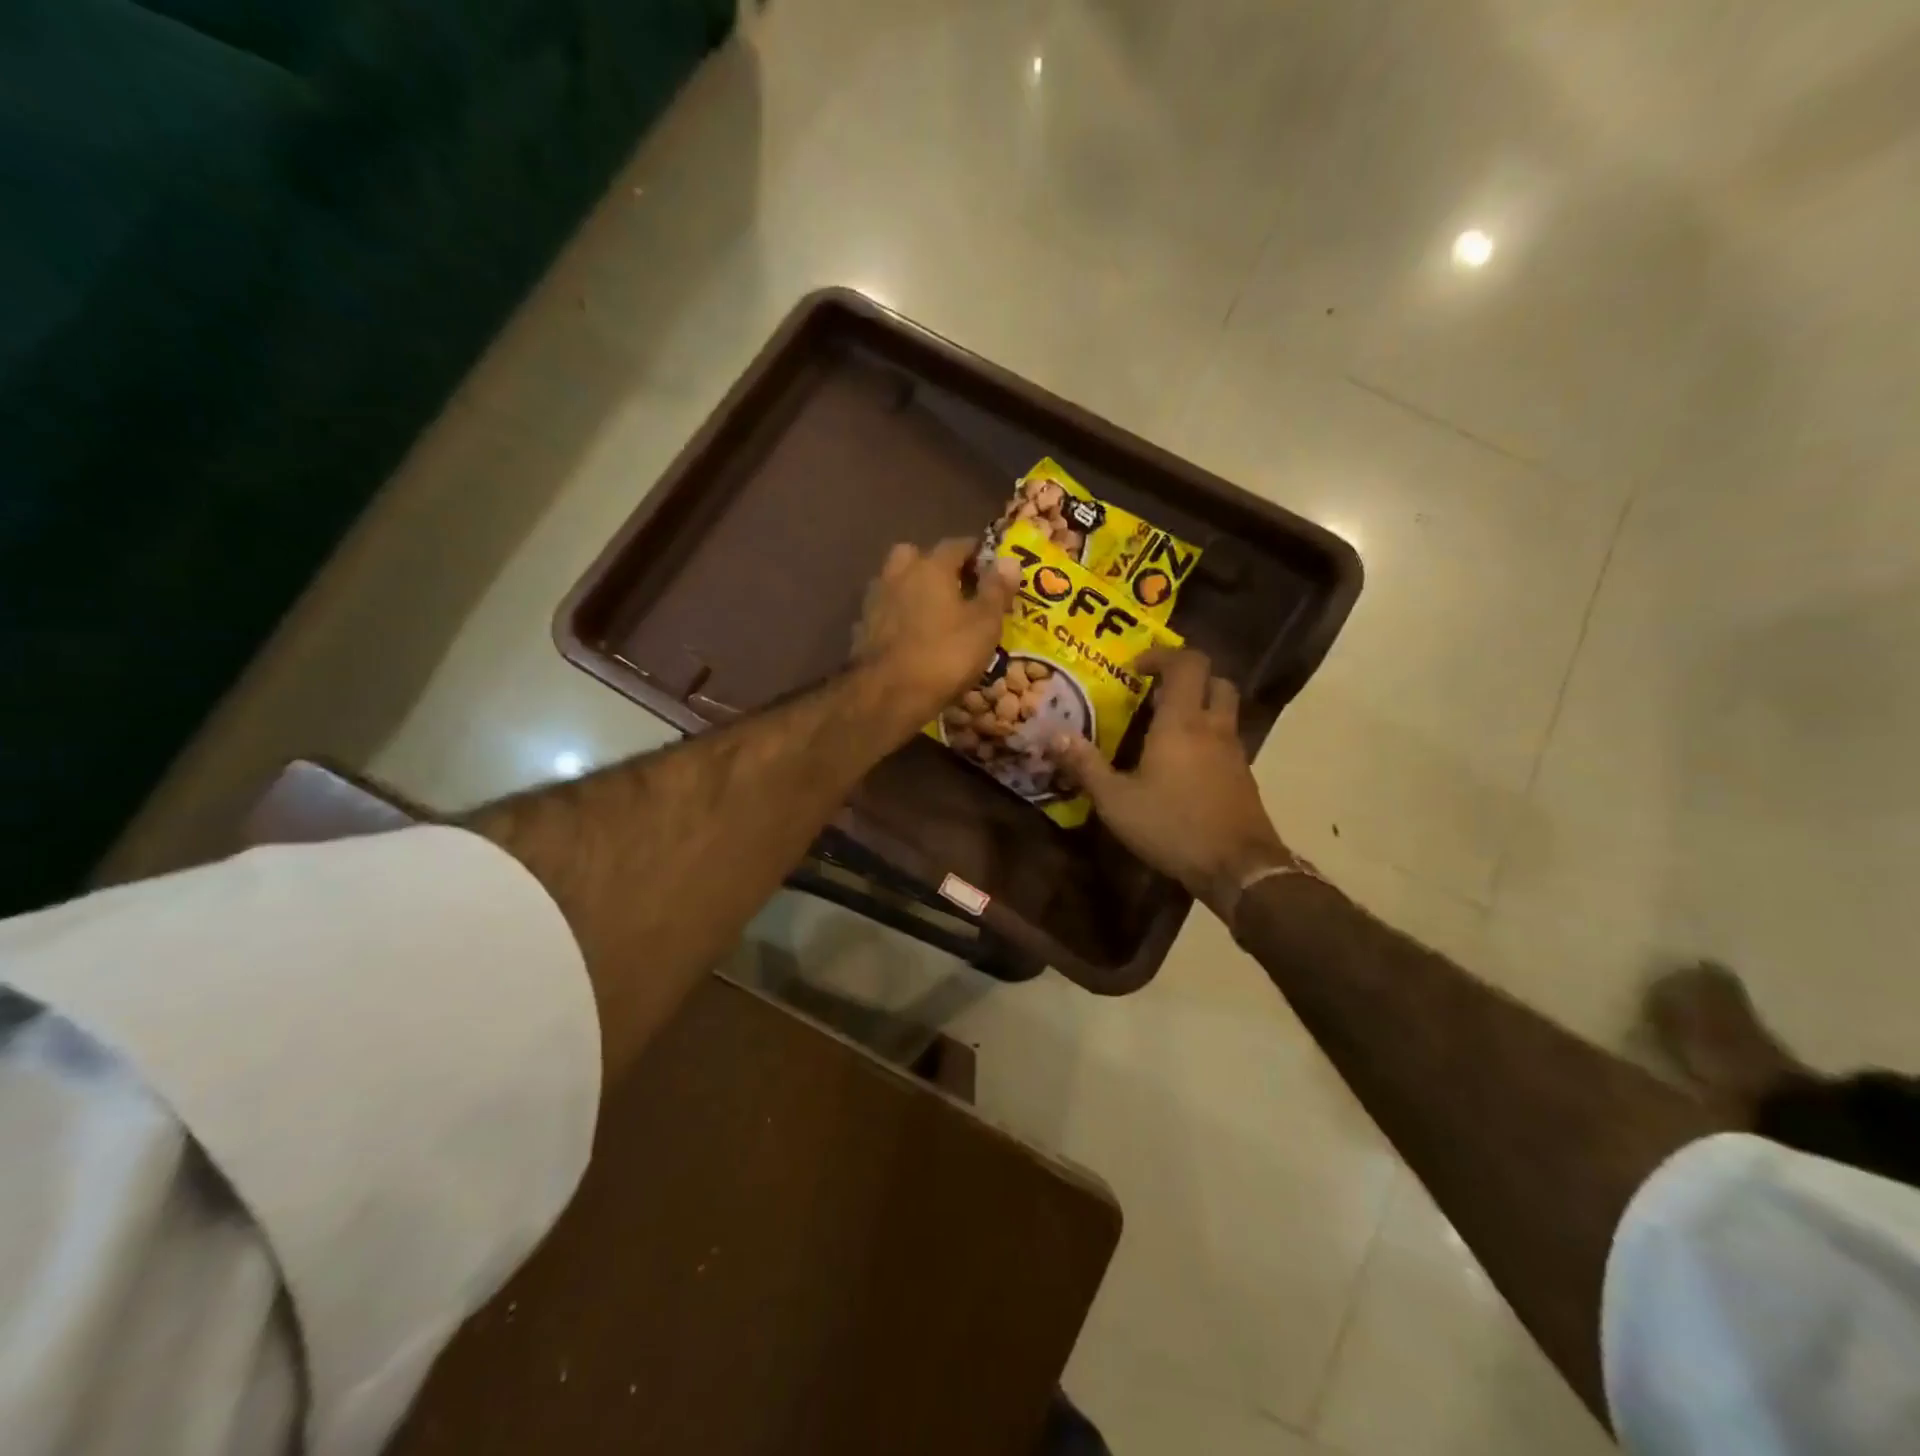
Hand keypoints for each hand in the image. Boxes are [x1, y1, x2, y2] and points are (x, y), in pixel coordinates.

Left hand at [853, 538, 1018, 734]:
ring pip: (897, 583)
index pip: (957, 545)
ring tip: (934, 614)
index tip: (990, 568)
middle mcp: (898, 574)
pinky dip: (898, 616)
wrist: (888, 694)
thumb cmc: (945, 655)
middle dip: (936, 566)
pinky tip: (910, 636)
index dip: (977, 554)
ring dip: (913, 590)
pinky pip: (886, 612)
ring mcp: (875, 600)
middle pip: (917, 556)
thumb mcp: (984, 625)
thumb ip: (996, 590)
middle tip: (956, 587)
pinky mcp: (861, 628)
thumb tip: (1008, 559)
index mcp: (931, 566)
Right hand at [1051, 648, 1294, 921]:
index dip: (1162, 655)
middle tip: (1157, 693)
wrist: (1238, 868)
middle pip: (1215, 679)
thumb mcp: (1116, 800)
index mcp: (1182, 722)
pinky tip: (1184, 766)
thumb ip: (1085, 766)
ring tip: (1166, 729)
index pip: (1187, 663)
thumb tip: (1054, 735)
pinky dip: (1208, 738)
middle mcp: (1214, 727)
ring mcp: (1235, 752)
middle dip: (1188, 677)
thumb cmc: (1172, 826)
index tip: (1135, 668)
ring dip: (1200, 707)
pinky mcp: (1244, 777)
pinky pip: (1227, 740)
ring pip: (1225, 710)